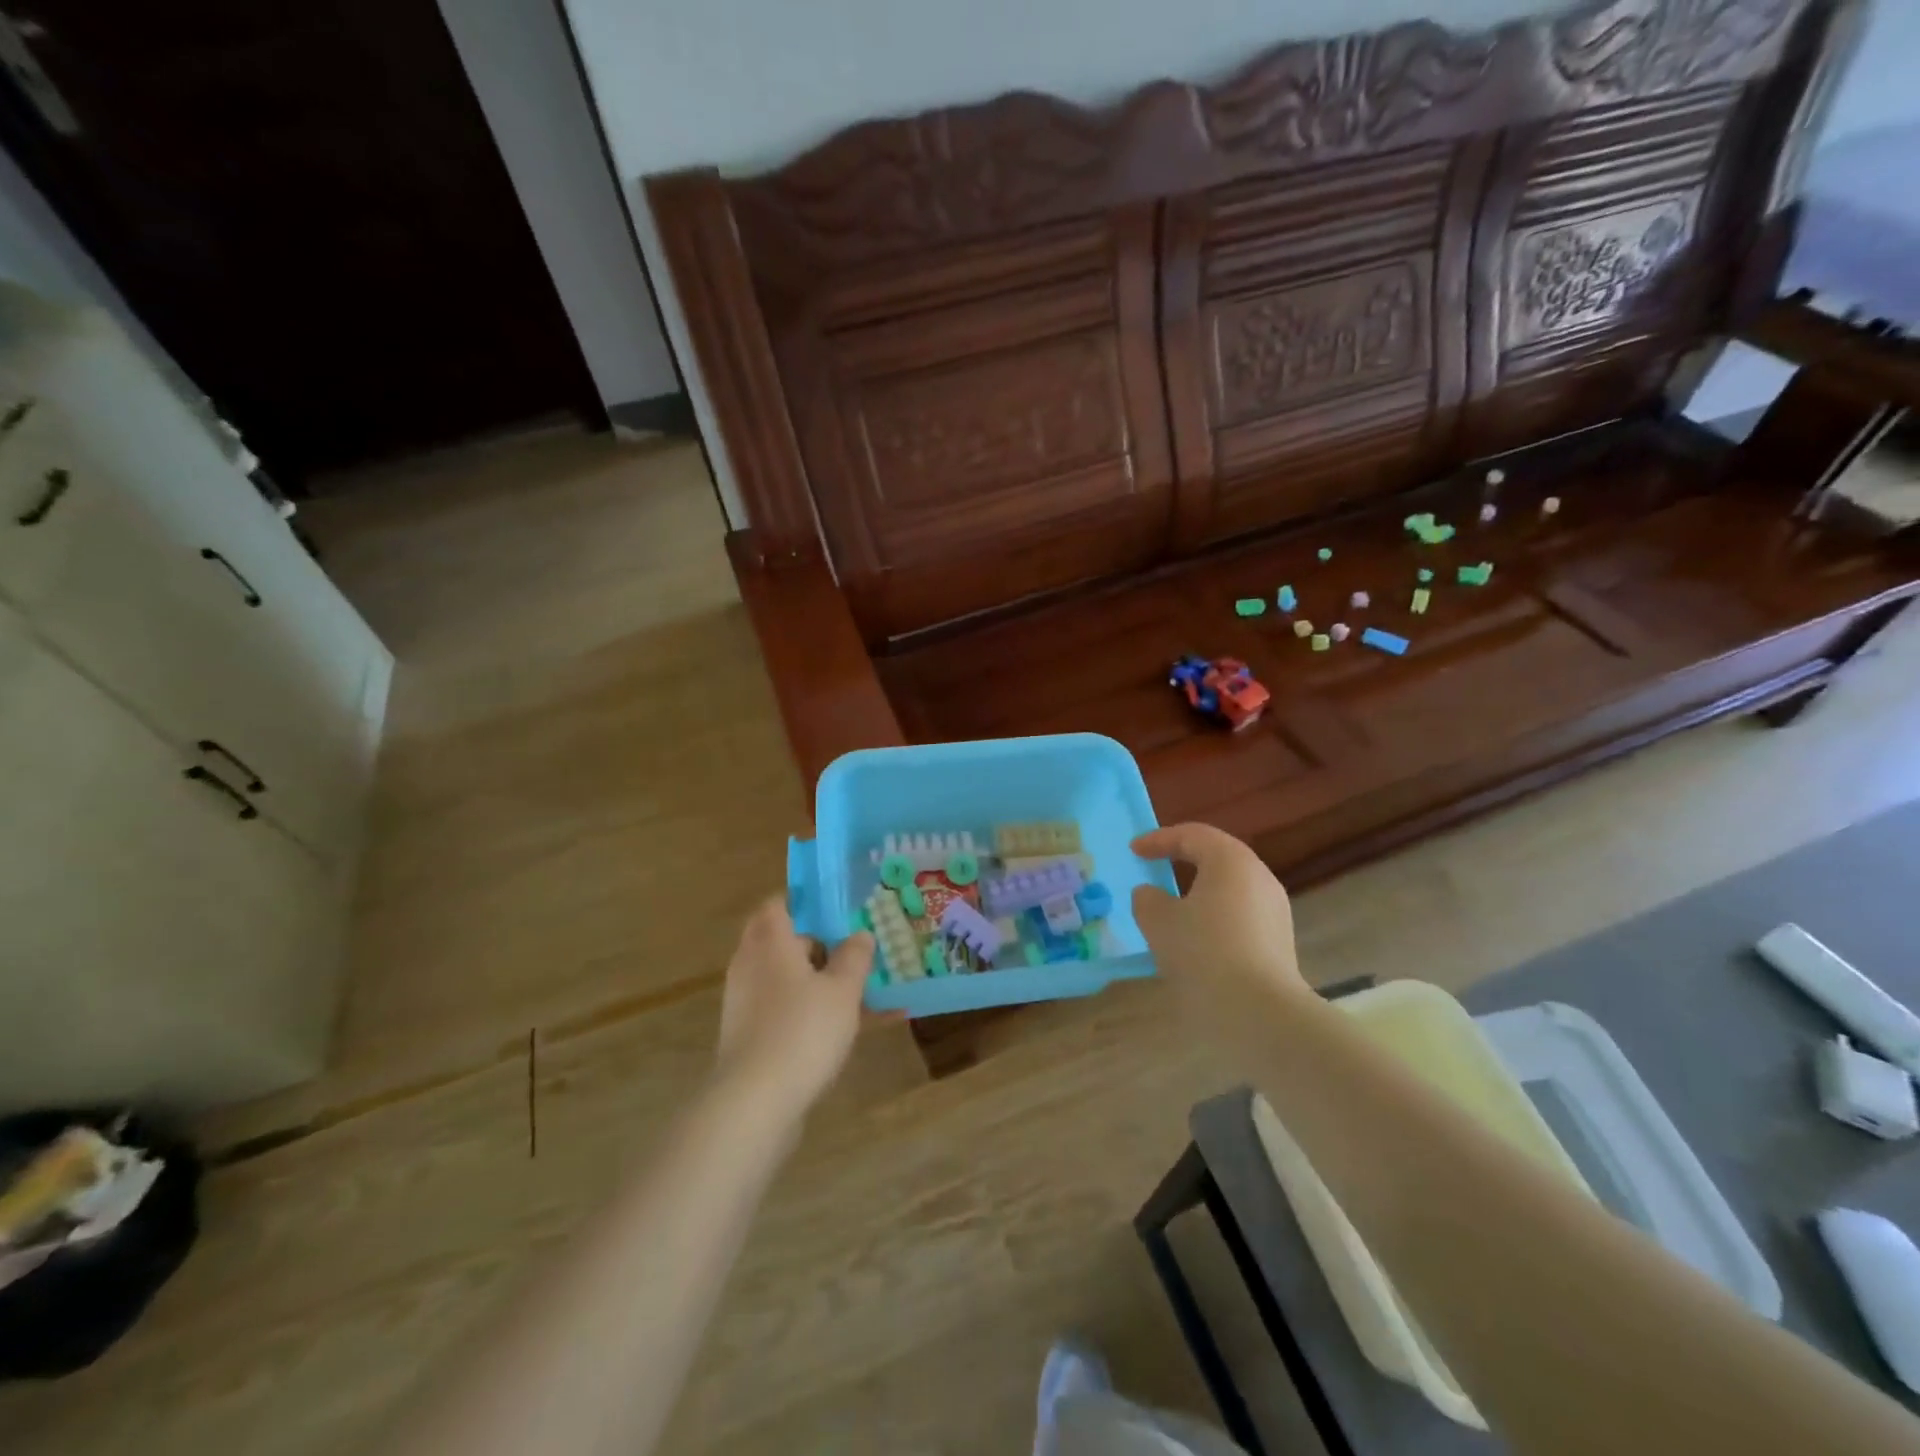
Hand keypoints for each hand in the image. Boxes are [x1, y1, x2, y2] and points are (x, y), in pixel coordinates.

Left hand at [715, 896, 873, 1111]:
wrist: (754, 1103)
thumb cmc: (802, 1031)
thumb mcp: (843, 990)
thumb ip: (854, 957)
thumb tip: (859, 934)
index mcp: (770, 942)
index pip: (778, 904)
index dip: (805, 902)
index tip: (836, 909)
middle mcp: (750, 965)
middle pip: (781, 941)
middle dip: (816, 944)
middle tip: (853, 949)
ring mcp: (744, 1002)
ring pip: (785, 978)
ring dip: (816, 981)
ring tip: (859, 992)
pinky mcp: (747, 1036)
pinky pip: (783, 1010)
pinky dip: (809, 1011)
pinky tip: (845, 1030)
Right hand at [1130, 823, 1308, 1051]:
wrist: (1261, 1014)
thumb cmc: (1204, 953)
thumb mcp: (1159, 922)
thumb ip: (1147, 900)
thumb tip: (1151, 894)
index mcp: (1231, 861)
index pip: (1192, 835)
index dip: (1159, 840)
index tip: (1134, 851)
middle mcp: (1259, 877)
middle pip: (1217, 857)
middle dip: (1183, 859)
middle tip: (1155, 867)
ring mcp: (1275, 911)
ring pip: (1230, 889)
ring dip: (1199, 891)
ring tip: (1172, 906)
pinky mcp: (1279, 943)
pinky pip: (1240, 915)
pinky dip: (1214, 917)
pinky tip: (1196, 940)